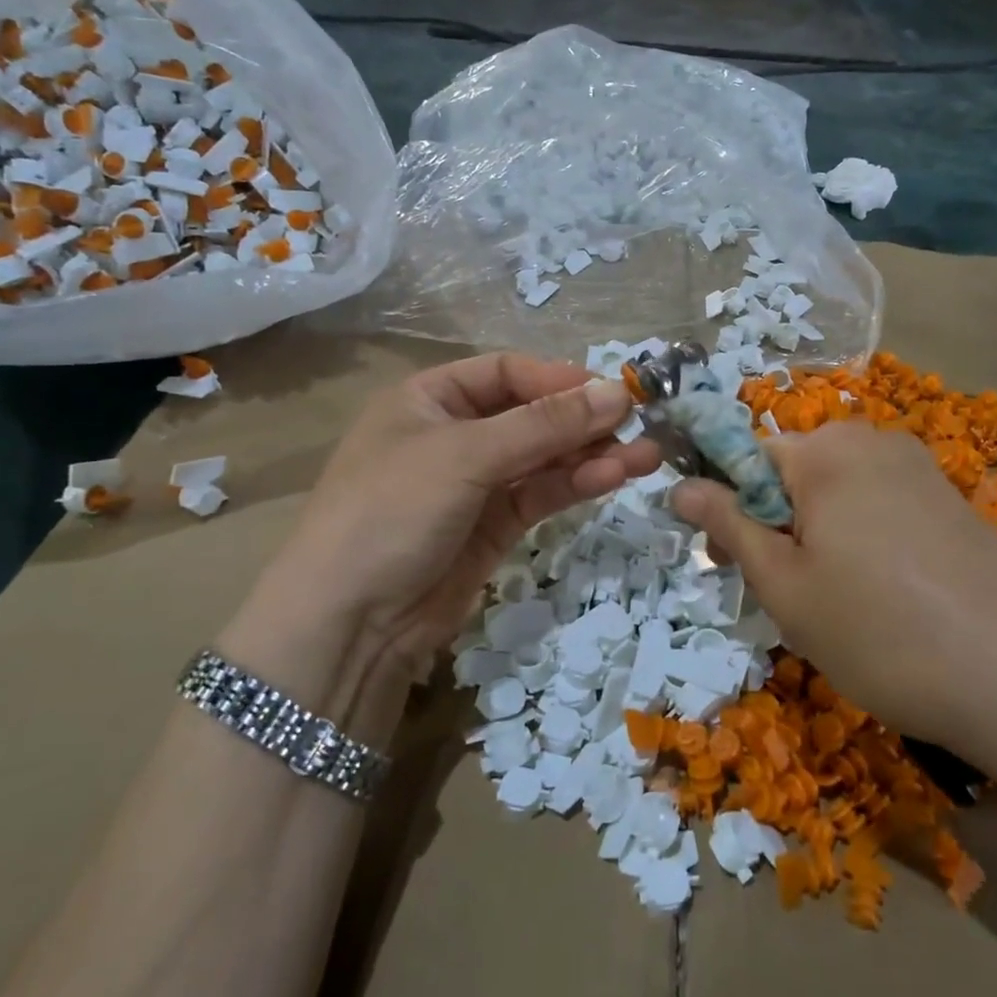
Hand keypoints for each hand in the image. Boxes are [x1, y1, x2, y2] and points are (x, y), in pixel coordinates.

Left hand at [222, 354, 660, 722]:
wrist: (349, 623)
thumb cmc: (393, 511)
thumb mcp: (465, 456)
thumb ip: (544, 424)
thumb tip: (618, 392)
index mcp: (430, 398)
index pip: (507, 372)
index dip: (559, 380)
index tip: (611, 393)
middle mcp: (455, 434)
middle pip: (532, 414)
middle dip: (583, 420)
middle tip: (639, 425)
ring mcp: (477, 483)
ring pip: (544, 457)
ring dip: (592, 454)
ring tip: (646, 456)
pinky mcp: (495, 526)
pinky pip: (542, 493)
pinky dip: (576, 484)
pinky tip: (613, 478)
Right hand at [670, 422, 996, 785]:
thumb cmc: (882, 631)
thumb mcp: (785, 586)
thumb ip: (729, 526)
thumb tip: (679, 485)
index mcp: (824, 451)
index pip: (745, 457)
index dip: (728, 508)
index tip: (728, 562)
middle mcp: (873, 442)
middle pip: (793, 475)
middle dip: (775, 526)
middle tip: (786, 597)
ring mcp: (920, 469)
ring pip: (836, 496)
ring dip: (818, 540)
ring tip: (837, 607)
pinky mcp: (952, 501)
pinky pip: (880, 509)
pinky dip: (863, 544)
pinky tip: (885, 601)